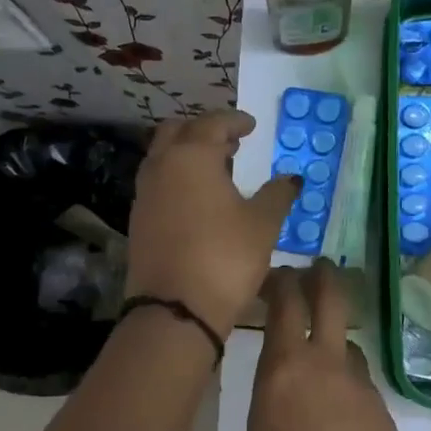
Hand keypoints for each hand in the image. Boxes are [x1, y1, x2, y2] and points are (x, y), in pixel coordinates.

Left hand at [125, 111, 298, 337]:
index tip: (251, 125)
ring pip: (163, 157)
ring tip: (217, 169)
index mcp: (191, 156)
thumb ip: (278, 194)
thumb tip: (292, 178)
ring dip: (187, 153)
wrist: (176, 309)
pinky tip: (198, 199)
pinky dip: (177, 178)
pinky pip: (158, 183)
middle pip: (178, 132)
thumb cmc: (225, 258)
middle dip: (204, 131)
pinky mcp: (138, 220)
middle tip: (230, 142)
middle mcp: (161, 166)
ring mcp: (145, 194)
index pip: (212, 124)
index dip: (234, 121)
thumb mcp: (262, 224)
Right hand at [244, 261, 409, 430]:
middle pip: (333, 299)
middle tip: (316, 270)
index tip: (274, 277)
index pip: (286, 302)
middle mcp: (327, 365)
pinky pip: (361, 384)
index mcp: (284, 370)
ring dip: (334, 343)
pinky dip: (347, 386)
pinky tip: (337, 418)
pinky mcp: (383, 411)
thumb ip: (268, 405)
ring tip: (320, 366)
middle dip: (323, 277)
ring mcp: (362, 386)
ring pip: (349, 346)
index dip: (281, 280)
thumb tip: (282, 394)